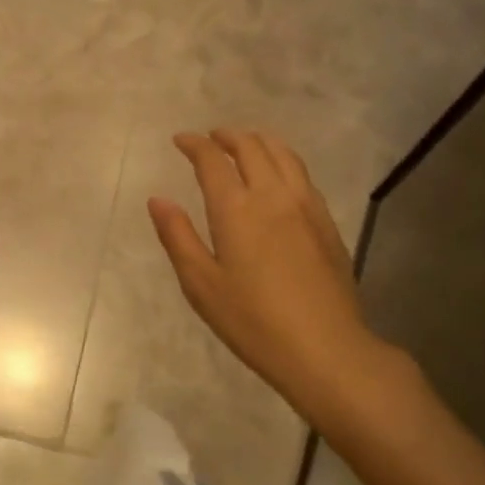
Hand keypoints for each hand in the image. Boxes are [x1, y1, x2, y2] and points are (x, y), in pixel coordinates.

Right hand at [149, 129, 395, 410]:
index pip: (213, 160)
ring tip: (245, 144)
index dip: (195, 144)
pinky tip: (278, 176)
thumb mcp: (201, 284)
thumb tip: (157, 199)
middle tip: (211, 138)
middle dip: (227, 136)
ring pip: (283, 154)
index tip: (181, 140)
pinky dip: (283, 160)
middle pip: (251, 147)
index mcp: (236, 209)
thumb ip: (178, 236)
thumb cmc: (253, 321)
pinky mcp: (326, 222)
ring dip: (259, 141)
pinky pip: (302, 174)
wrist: (325, 348)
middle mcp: (273, 195)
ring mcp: (305, 206)